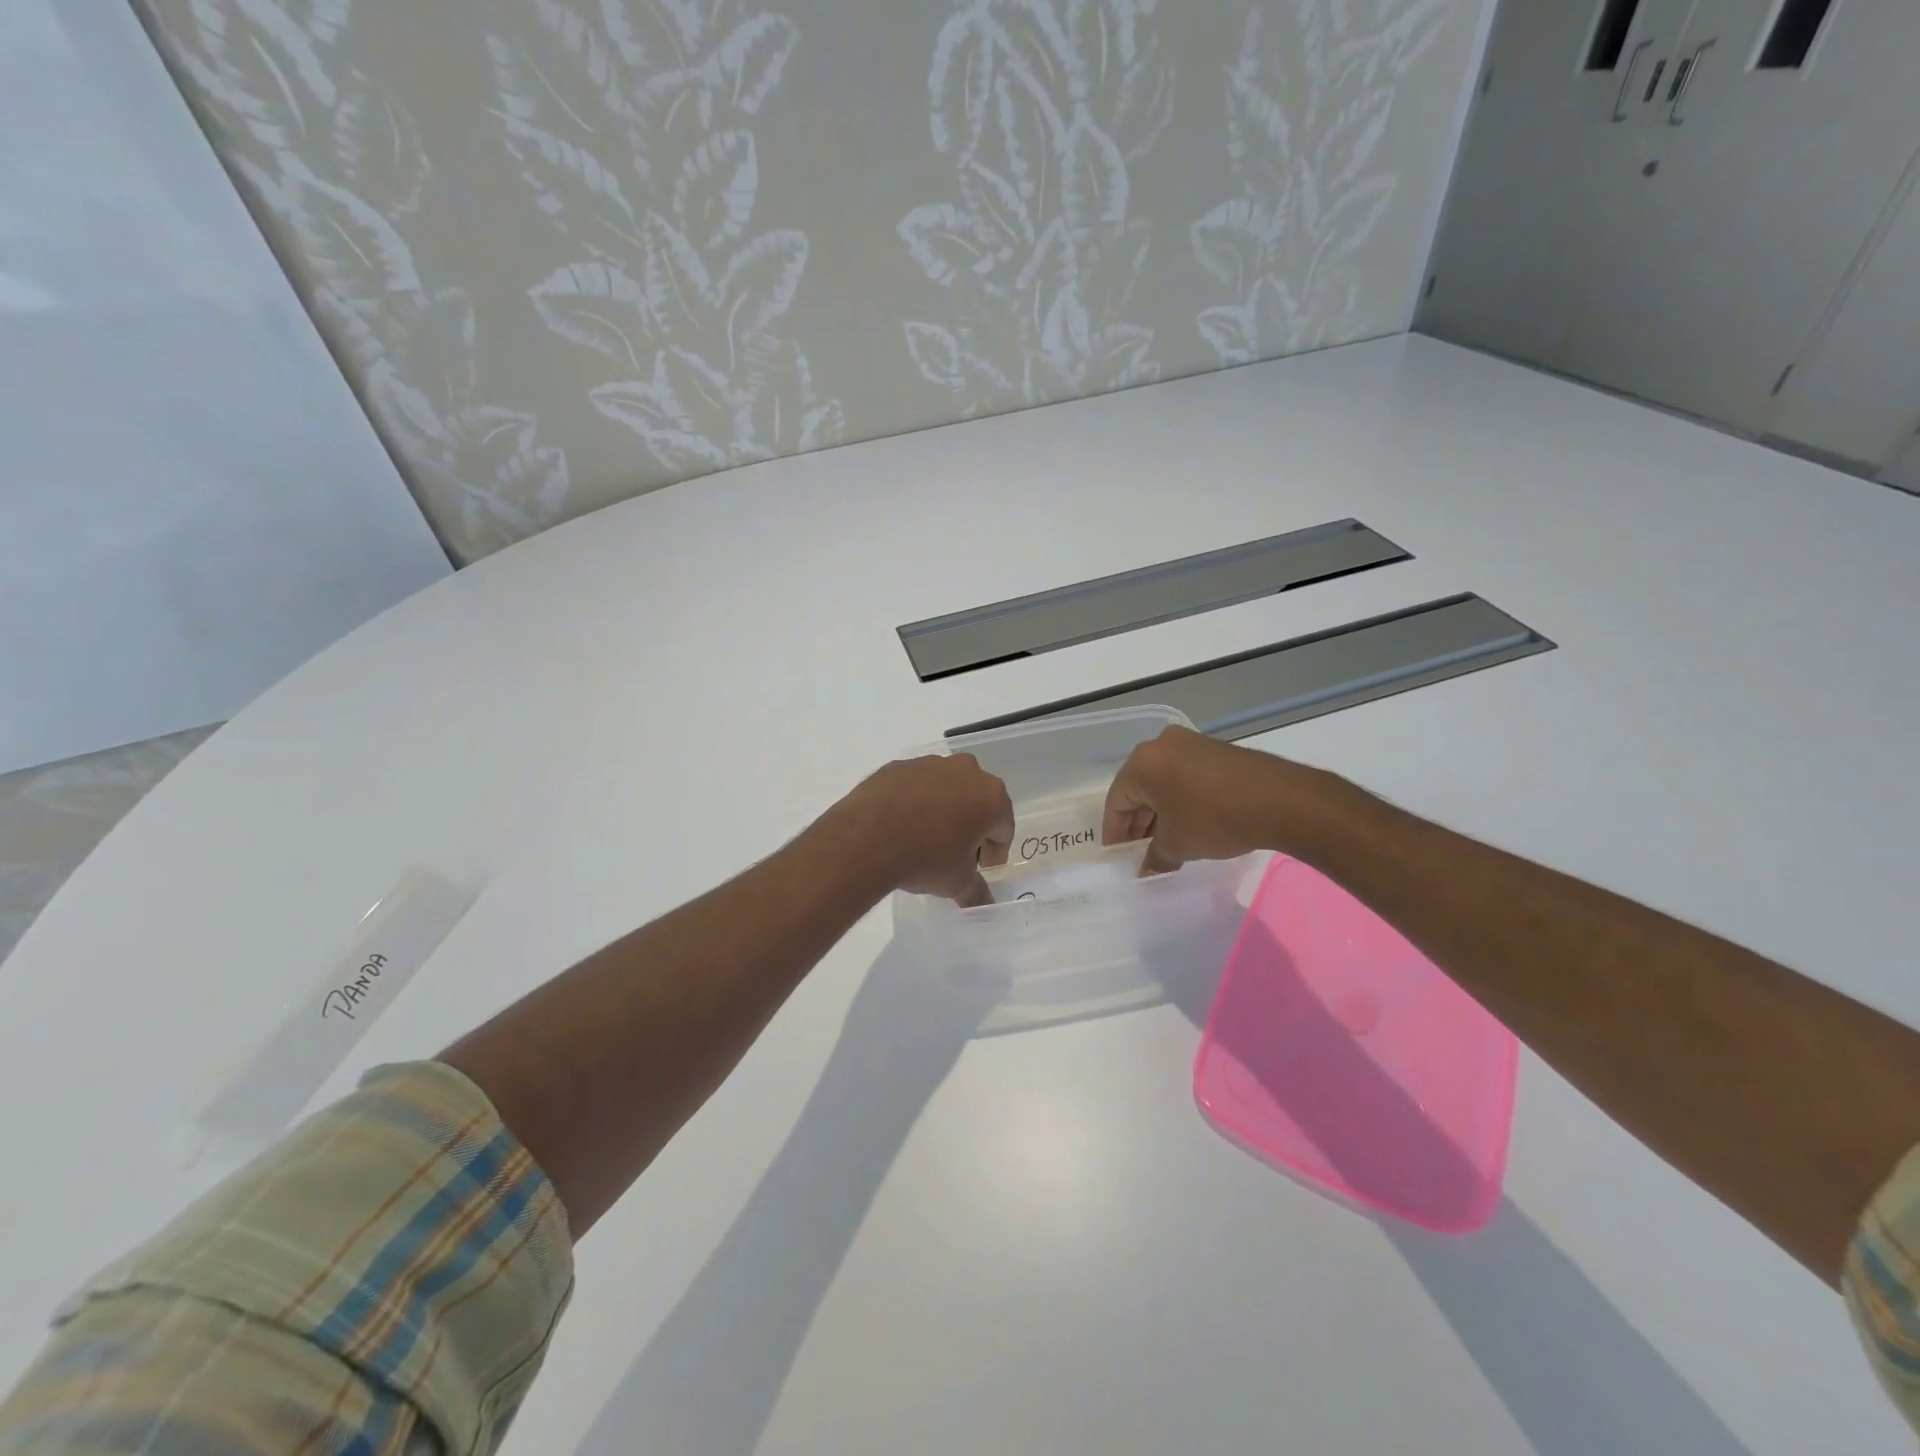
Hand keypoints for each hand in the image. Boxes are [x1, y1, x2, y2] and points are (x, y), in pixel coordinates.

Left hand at [827, 754, 1013, 905]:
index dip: (993, 852)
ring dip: (944, 811)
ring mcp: (930, 763)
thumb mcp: (956, 882)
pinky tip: (901, 825)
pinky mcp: (899, 765)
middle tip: (955, 854)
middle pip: (978, 802)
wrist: (865, 839)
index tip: (978, 868)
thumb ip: (976, 891)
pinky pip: (917, 786)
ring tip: (924, 839)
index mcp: (991, 796)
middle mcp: (966, 770)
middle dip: (971, 826)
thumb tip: (984, 903)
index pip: (1003, 828)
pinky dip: (916, 802)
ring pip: (947, 790)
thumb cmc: (925, 858)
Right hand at [1101, 725, 1330, 872]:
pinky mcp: (1214, 749)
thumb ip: (1155, 857)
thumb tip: (1146, 870)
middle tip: (1140, 852)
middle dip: (1138, 823)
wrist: (1280, 800)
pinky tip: (1188, 824)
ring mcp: (1190, 743)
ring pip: (1163, 782)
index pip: (1117, 801)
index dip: (1115, 833)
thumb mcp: (1178, 844)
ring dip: (1159, 812)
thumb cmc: (1215, 819)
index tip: (1118, 856)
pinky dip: (1180, 800)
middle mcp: (1161, 745)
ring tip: (1165, 842)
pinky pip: (1185, 776)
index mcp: (1142, 763)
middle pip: (1138, 788)